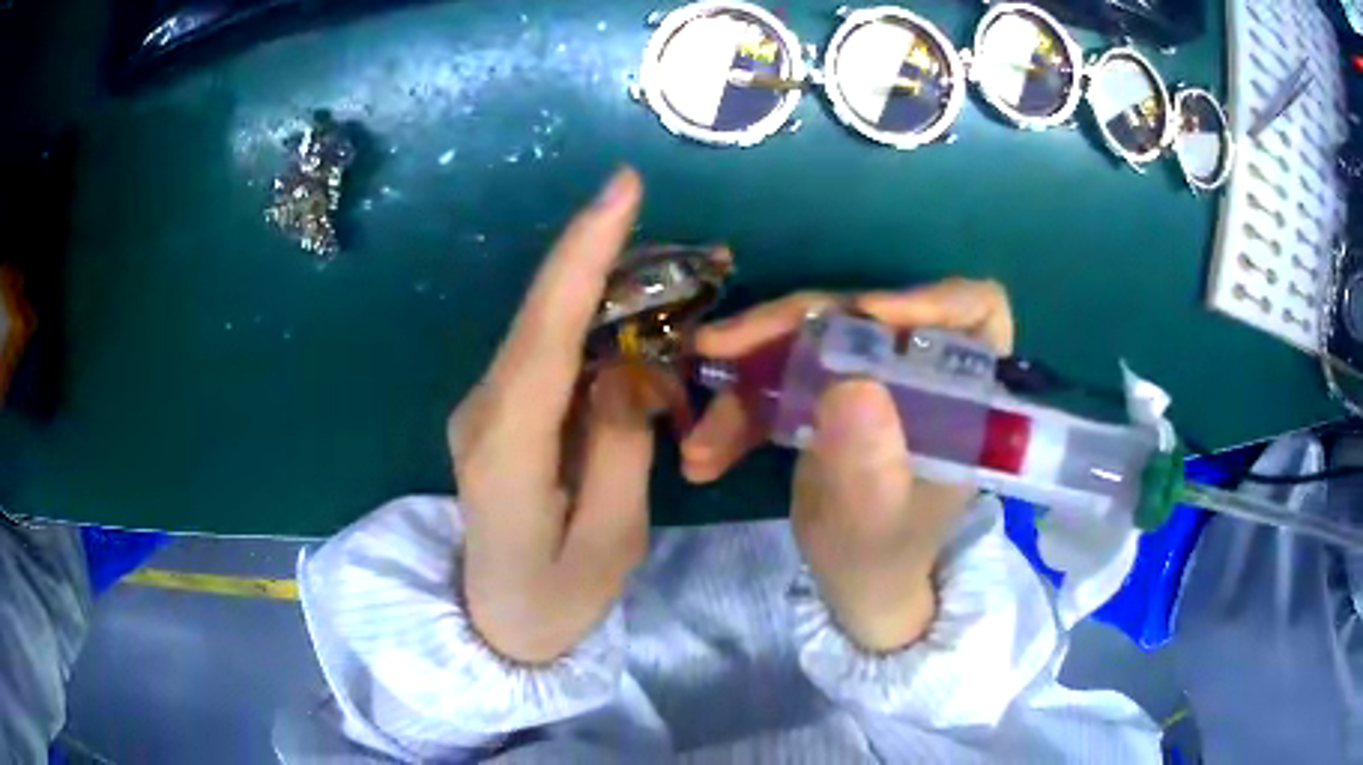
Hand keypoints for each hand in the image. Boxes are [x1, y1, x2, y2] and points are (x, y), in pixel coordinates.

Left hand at [448, 168, 654, 663]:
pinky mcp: (500, 411)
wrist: (499, 625)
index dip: (583, 254)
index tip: (622, 189)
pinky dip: (598, 336)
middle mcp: (484, 410)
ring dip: (611, 302)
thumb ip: (620, 449)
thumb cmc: (558, 598)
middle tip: (690, 251)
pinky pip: (551, 355)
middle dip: (609, 263)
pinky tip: (642, 343)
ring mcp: (486, 407)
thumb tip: (628, 368)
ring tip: (680, 297)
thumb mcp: (610, 540)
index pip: (544, 332)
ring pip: (549, 328)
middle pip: (544, 315)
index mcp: (506, 448)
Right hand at [682, 279, 1014, 651]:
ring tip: (699, 437)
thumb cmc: (883, 556)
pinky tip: (703, 454)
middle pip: (863, 312)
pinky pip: (781, 376)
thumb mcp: (875, 521)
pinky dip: (739, 409)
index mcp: (962, 395)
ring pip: (808, 337)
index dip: (928, 298)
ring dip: (744, 376)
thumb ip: (869, 465)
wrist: (855, 584)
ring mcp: (870, 377)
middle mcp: (918, 370)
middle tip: (719, 349)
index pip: (976, 311)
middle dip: (787, 327)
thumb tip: (850, 385)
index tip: (866, 315)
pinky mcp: (830, 390)